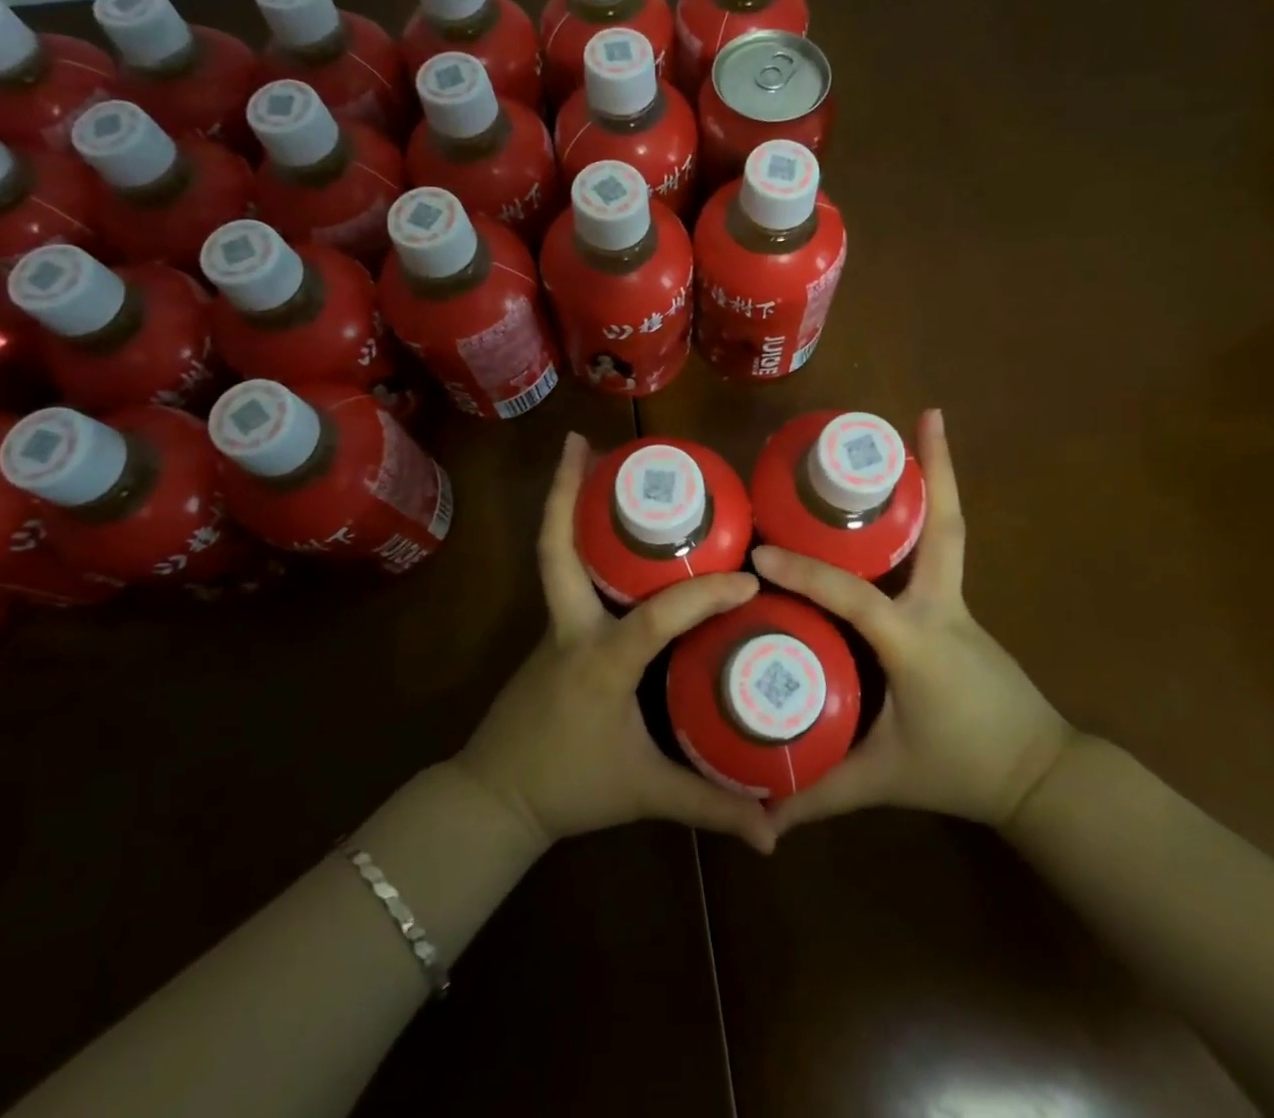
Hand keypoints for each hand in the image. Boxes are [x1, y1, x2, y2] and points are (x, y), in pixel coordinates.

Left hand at [454, 432, 776, 854]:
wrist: (496, 796)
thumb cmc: (572, 788)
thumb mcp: (647, 793)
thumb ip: (711, 805)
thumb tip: (777, 831)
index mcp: (601, 662)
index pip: (655, 617)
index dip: (703, 597)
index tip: (748, 582)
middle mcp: (572, 628)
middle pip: (558, 550)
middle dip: (565, 493)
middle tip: (585, 443)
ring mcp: (555, 624)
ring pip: (556, 554)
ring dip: (567, 503)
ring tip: (589, 459)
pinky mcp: (552, 629)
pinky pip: (564, 572)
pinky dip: (575, 536)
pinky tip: (602, 524)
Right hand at [753, 409, 1072, 836]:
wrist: (1039, 776)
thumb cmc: (959, 770)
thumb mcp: (881, 779)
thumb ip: (820, 793)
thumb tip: (759, 813)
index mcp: (914, 643)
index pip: (853, 596)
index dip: (806, 575)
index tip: (761, 554)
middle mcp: (940, 608)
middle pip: (943, 528)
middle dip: (938, 470)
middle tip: (924, 415)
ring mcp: (956, 603)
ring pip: (948, 530)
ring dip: (939, 480)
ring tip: (920, 433)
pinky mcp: (959, 608)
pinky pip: (941, 550)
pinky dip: (931, 514)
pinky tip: (910, 498)